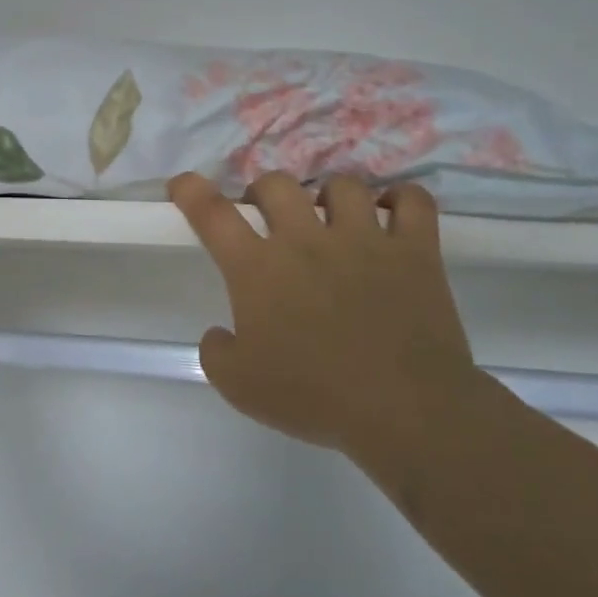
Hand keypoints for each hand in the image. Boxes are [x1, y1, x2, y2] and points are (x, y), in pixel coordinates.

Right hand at [169, 171, 479, 455]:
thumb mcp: (239, 386)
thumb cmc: (315, 398)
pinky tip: (392, 212)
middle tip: (266, 216)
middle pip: (276, 184)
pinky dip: (402, 199)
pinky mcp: (415, 251)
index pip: (213, 214)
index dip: (191, 191)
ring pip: (342, 185)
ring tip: (330, 216)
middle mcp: (306, 241)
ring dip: (328, 194)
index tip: (182, 184)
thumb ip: (216, 353)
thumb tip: (219, 333)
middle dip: (263, 191)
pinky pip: (413, 202)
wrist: (406, 412)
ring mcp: (364, 240)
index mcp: (258, 269)